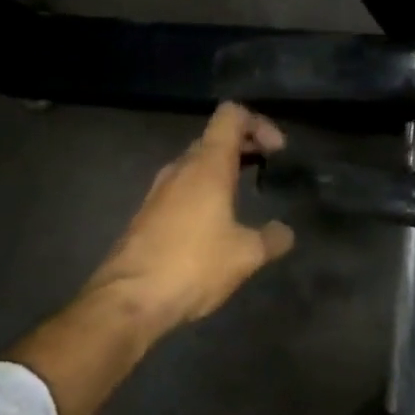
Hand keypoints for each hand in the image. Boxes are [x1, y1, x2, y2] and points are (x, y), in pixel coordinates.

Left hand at [80, 103, 295, 335]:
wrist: (129, 299)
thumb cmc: (193, 266)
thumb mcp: (246, 255)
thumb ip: (272, 239)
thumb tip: (285, 233)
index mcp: (207, 166)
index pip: (231, 116)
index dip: (259, 123)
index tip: (278, 151)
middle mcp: (180, 169)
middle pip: (214, 138)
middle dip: (245, 147)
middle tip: (269, 167)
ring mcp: (160, 191)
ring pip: (196, 164)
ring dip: (224, 170)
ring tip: (246, 193)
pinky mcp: (148, 214)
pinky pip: (183, 188)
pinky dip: (205, 191)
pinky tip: (217, 223)